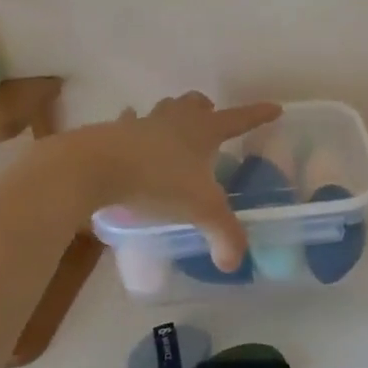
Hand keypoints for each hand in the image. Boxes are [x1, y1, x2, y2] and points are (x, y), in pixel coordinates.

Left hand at [61, 93, 281, 270]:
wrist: (93, 168)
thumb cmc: (156, 182)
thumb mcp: (200, 211)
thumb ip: (223, 235)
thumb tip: (234, 263)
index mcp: (203, 131)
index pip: (239, 119)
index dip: (258, 115)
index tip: (274, 108)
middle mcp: (175, 120)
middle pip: (195, 103)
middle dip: (206, 109)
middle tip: (211, 122)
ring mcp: (141, 123)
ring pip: (162, 110)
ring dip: (170, 117)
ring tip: (171, 132)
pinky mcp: (111, 134)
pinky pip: (126, 126)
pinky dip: (131, 129)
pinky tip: (128, 139)